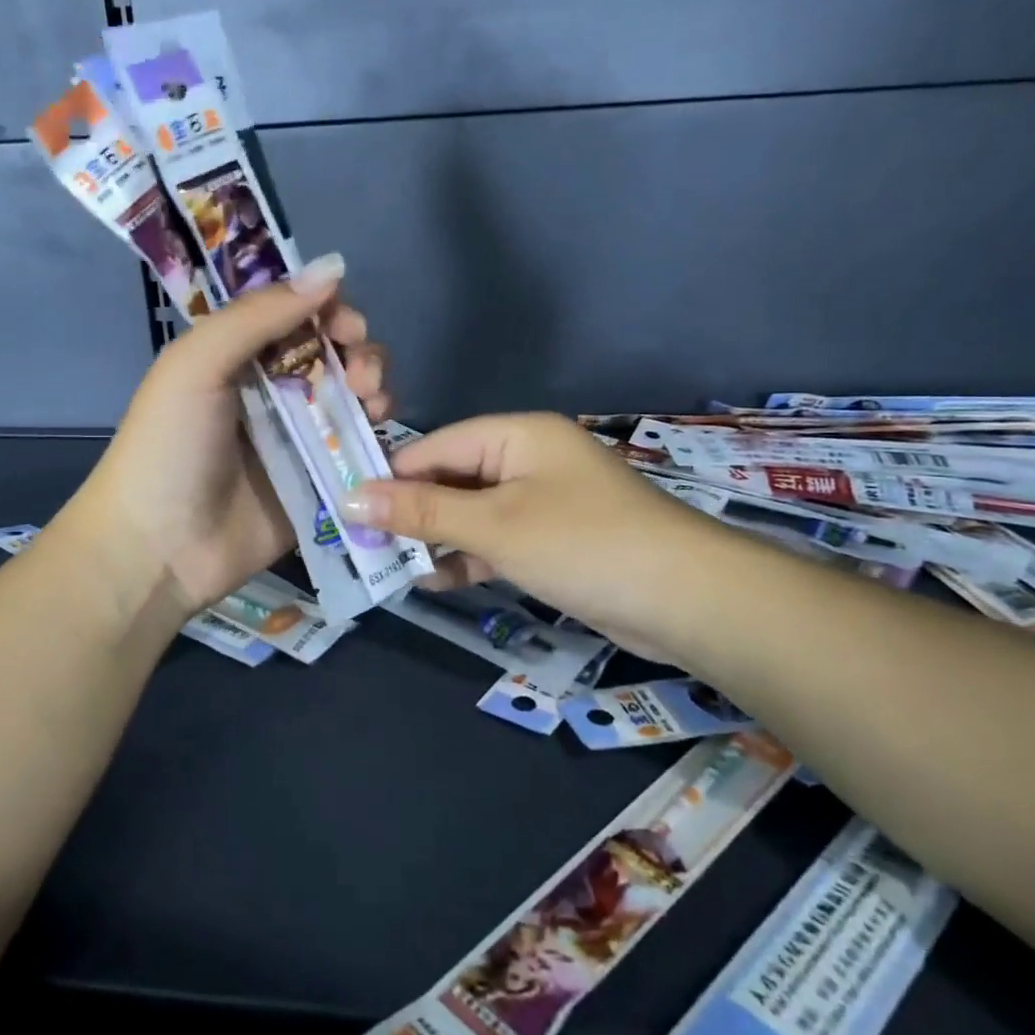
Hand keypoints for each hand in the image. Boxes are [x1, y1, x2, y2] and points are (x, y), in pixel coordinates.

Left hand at [76, 253, 392, 612]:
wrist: (160, 547)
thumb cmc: (170, 446)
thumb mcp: (198, 364)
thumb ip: (260, 315)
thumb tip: (333, 267)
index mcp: (239, 354)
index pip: (299, 314)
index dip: (330, 310)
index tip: (346, 326)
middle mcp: (273, 389)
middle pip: (335, 352)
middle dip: (359, 351)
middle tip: (360, 375)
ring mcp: (299, 437)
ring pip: (354, 396)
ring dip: (374, 387)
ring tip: (371, 402)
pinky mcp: (319, 480)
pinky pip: (358, 447)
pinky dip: (376, 433)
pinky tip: (378, 433)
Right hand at [339, 413, 712, 660]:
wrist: (687, 600)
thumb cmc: (582, 544)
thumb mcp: (493, 526)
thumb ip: (421, 512)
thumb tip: (350, 500)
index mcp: (517, 434)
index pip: (435, 446)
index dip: (390, 478)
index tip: (347, 511)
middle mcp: (528, 459)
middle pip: (452, 479)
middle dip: (410, 513)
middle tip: (362, 547)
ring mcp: (544, 501)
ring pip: (472, 513)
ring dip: (435, 539)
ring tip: (389, 569)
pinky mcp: (555, 540)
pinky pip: (497, 540)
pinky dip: (468, 557)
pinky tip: (434, 582)